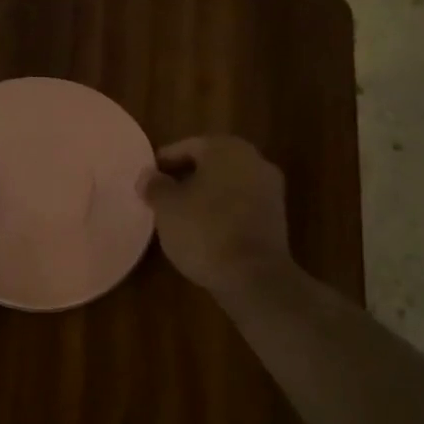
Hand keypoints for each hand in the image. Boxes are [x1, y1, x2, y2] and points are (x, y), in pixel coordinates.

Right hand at [137, 136, 297, 299]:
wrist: (254, 276)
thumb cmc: (204, 230)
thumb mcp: (167, 207)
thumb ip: (155, 186)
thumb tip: (148, 175)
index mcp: (225, 148)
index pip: (187, 147)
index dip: (163, 163)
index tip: (147, 181)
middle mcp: (253, 160)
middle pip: (210, 163)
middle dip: (185, 177)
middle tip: (161, 197)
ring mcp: (269, 189)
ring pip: (227, 184)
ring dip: (205, 195)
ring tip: (180, 216)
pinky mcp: (276, 217)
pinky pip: (240, 205)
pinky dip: (222, 211)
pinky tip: (204, 230)